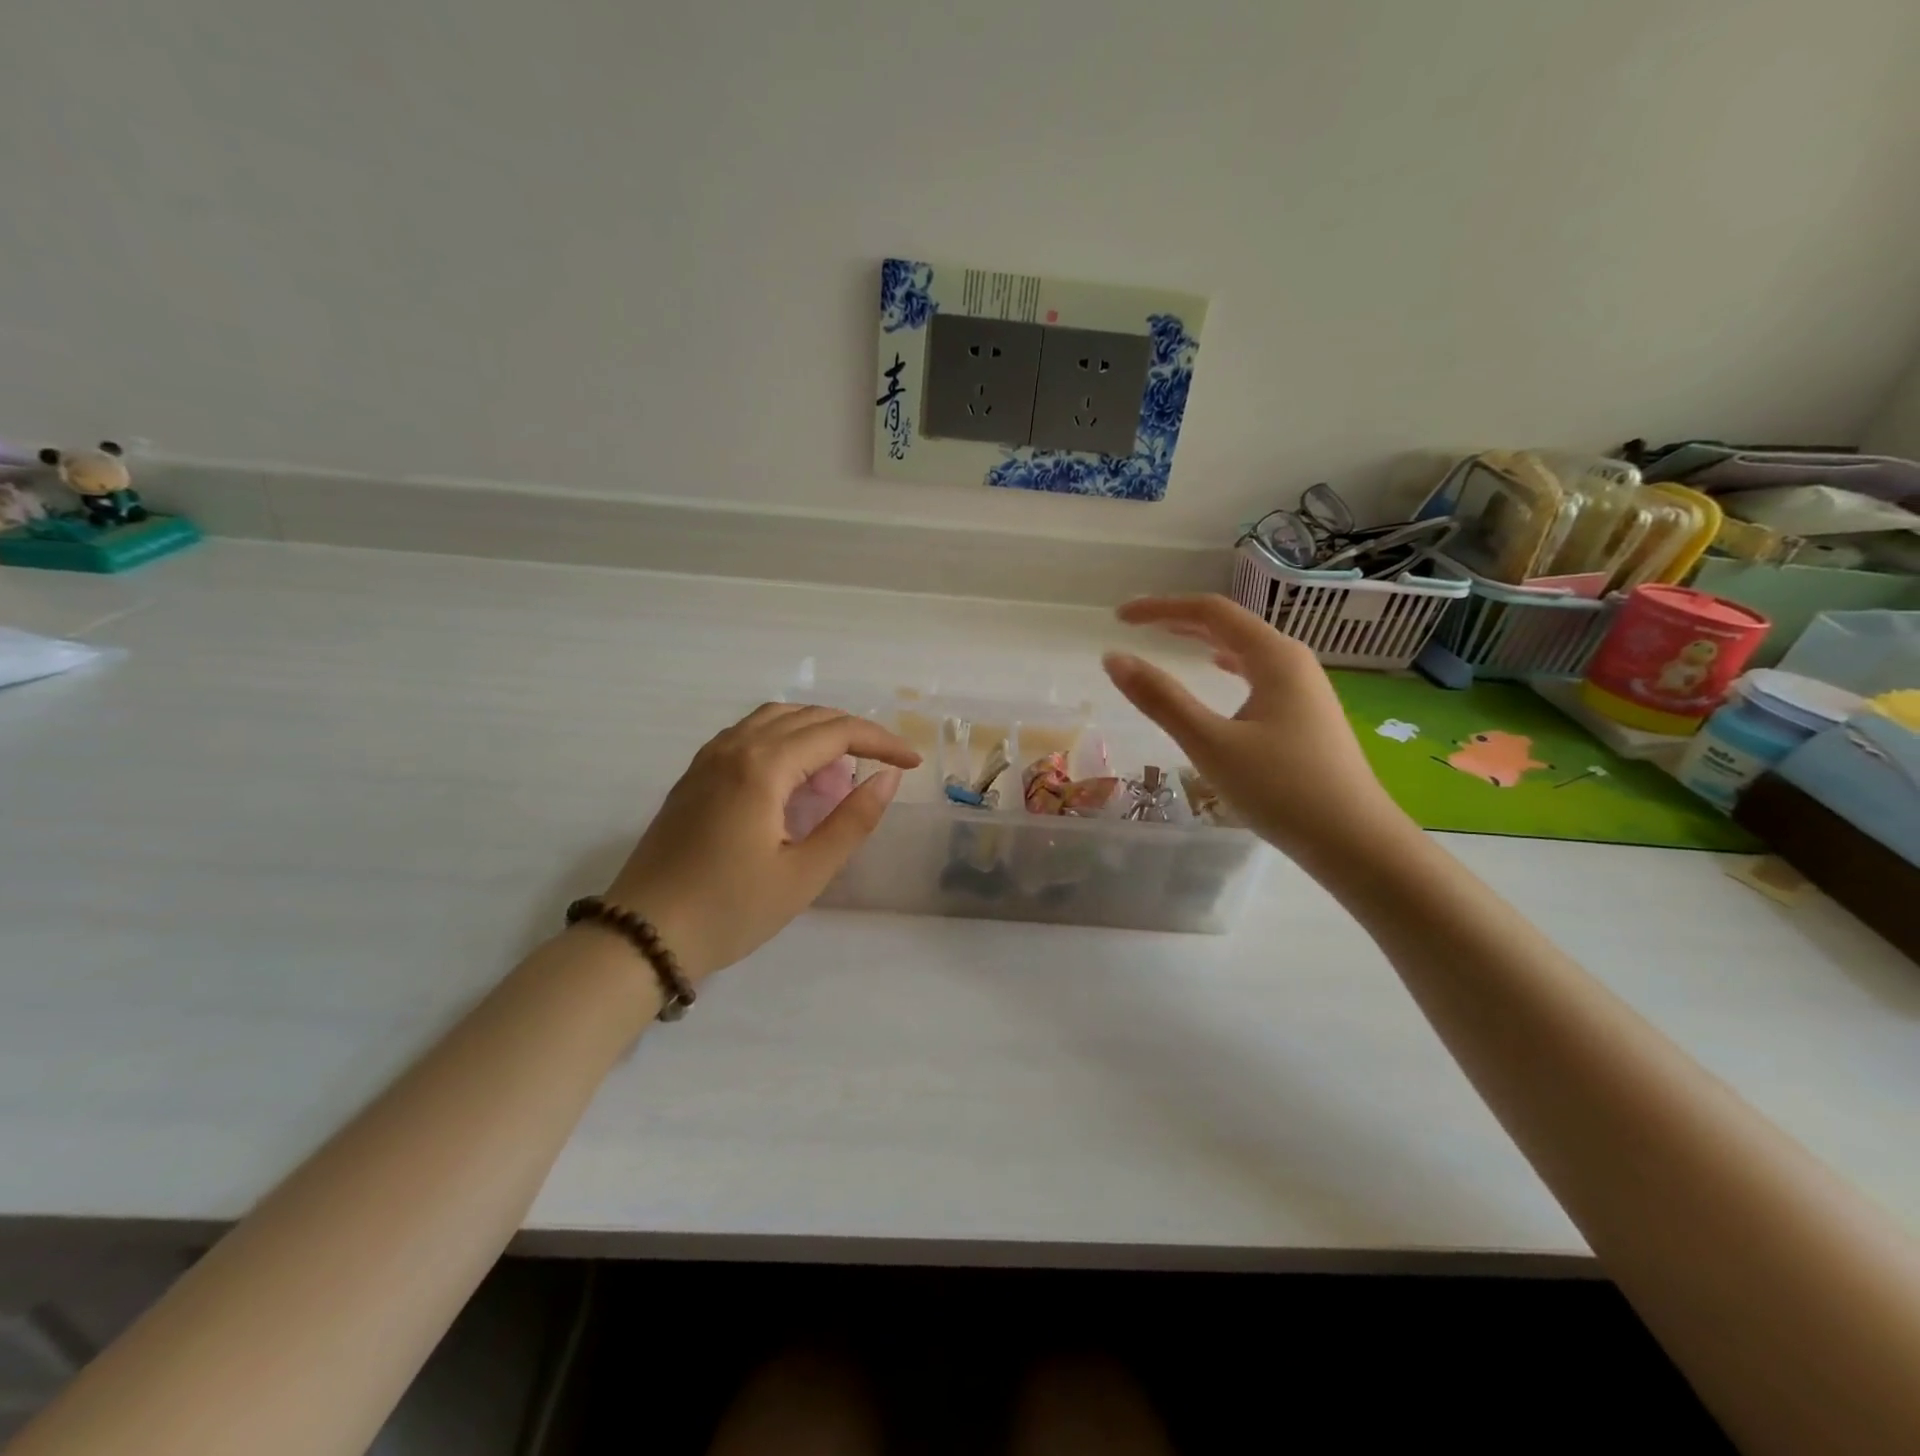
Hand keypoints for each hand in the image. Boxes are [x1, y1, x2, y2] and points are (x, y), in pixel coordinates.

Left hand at [599, 705, 921, 980]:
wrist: (642, 936)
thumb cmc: (730, 910)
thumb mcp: (804, 873)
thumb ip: (852, 820)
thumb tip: (887, 778)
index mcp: (763, 767)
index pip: (836, 732)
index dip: (881, 741)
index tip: (912, 763)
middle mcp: (734, 747)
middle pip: (807, 716)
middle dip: (854, 732)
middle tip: (886, 764)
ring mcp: (708, 758)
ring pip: (774, 718)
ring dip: (817, 731)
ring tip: (843, 767)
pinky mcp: (695, 775)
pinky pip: (749, 734)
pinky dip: (784, 739)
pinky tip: (795, 775)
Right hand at [1102, 595, 1409, 862]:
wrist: (1355, 842)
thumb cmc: (1281, 789)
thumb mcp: (1211, 744)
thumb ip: (1161, 699)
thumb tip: (1114, 659)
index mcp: (1275, 657)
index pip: (1210, 612)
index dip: (1161, 608)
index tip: (1120, 618)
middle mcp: (1294, 662)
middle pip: (1231, 625)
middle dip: (1181, 620)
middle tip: (1137, 626)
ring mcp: (1305, 689)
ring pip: (1247, 650)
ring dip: (1206, 641)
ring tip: (1171, 640)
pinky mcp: (1307, 716)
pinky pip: (1259, 674)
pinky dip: (1229, 666)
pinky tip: (1221, 675)